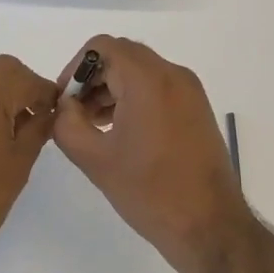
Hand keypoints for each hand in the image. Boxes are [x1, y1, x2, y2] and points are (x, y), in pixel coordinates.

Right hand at [52, 36, 253, 272]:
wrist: (209, 226)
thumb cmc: (149, 191)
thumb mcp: (94, 159)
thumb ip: (67, 123)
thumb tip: (64, 105)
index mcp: (148, 80)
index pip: (103, 47)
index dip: (76, 68)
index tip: (64, 100)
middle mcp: (173, 75)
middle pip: (122, 56)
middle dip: (93, 79)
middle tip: (75, 113)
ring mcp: (190, 91)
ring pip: (140, 71)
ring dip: (112, 89)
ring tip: (92, 125)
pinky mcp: (197, 109)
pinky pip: (158, 88)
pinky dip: (134, 98)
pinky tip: (119, 131)